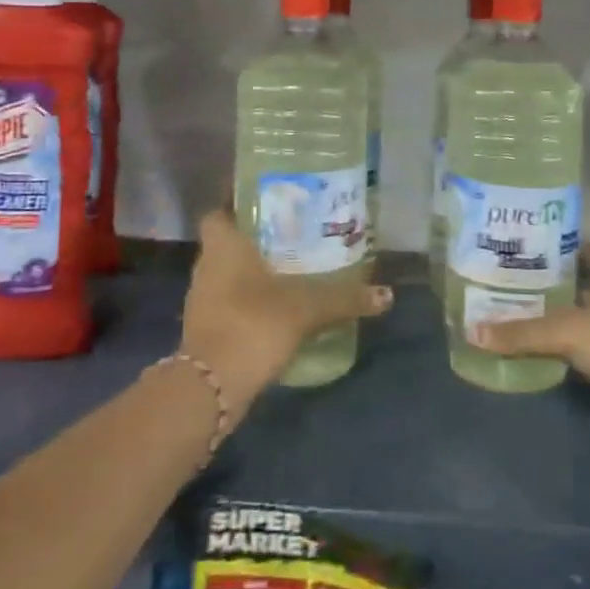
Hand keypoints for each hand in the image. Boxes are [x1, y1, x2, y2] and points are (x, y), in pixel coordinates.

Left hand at [181, 210, 391, 420]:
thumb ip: (344, 298)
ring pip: (228, 271)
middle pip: (228, 240)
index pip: (219, 210)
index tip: (266, 200)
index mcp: (222, 245)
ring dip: (253, 268)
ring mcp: (203, 299)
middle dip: (256, 236)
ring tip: (291, 264)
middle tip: (292, 230)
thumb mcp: (305, 308)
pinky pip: (230, 300)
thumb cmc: (252, 325)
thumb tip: (386, 295)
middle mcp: (207, 265)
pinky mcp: (207, 328)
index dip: (237, 202)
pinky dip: (250, 298)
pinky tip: (279, 304)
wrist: (211, 388)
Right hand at [469, 246, 589, 466]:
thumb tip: (472, 332)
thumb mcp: (572, 333)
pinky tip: (543, 360)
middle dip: (556, 289)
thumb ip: (524, 333)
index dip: (570, 249)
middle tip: (512, 288)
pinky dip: (573, 358)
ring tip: (517, 321)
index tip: (534, 252)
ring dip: (562, 326)